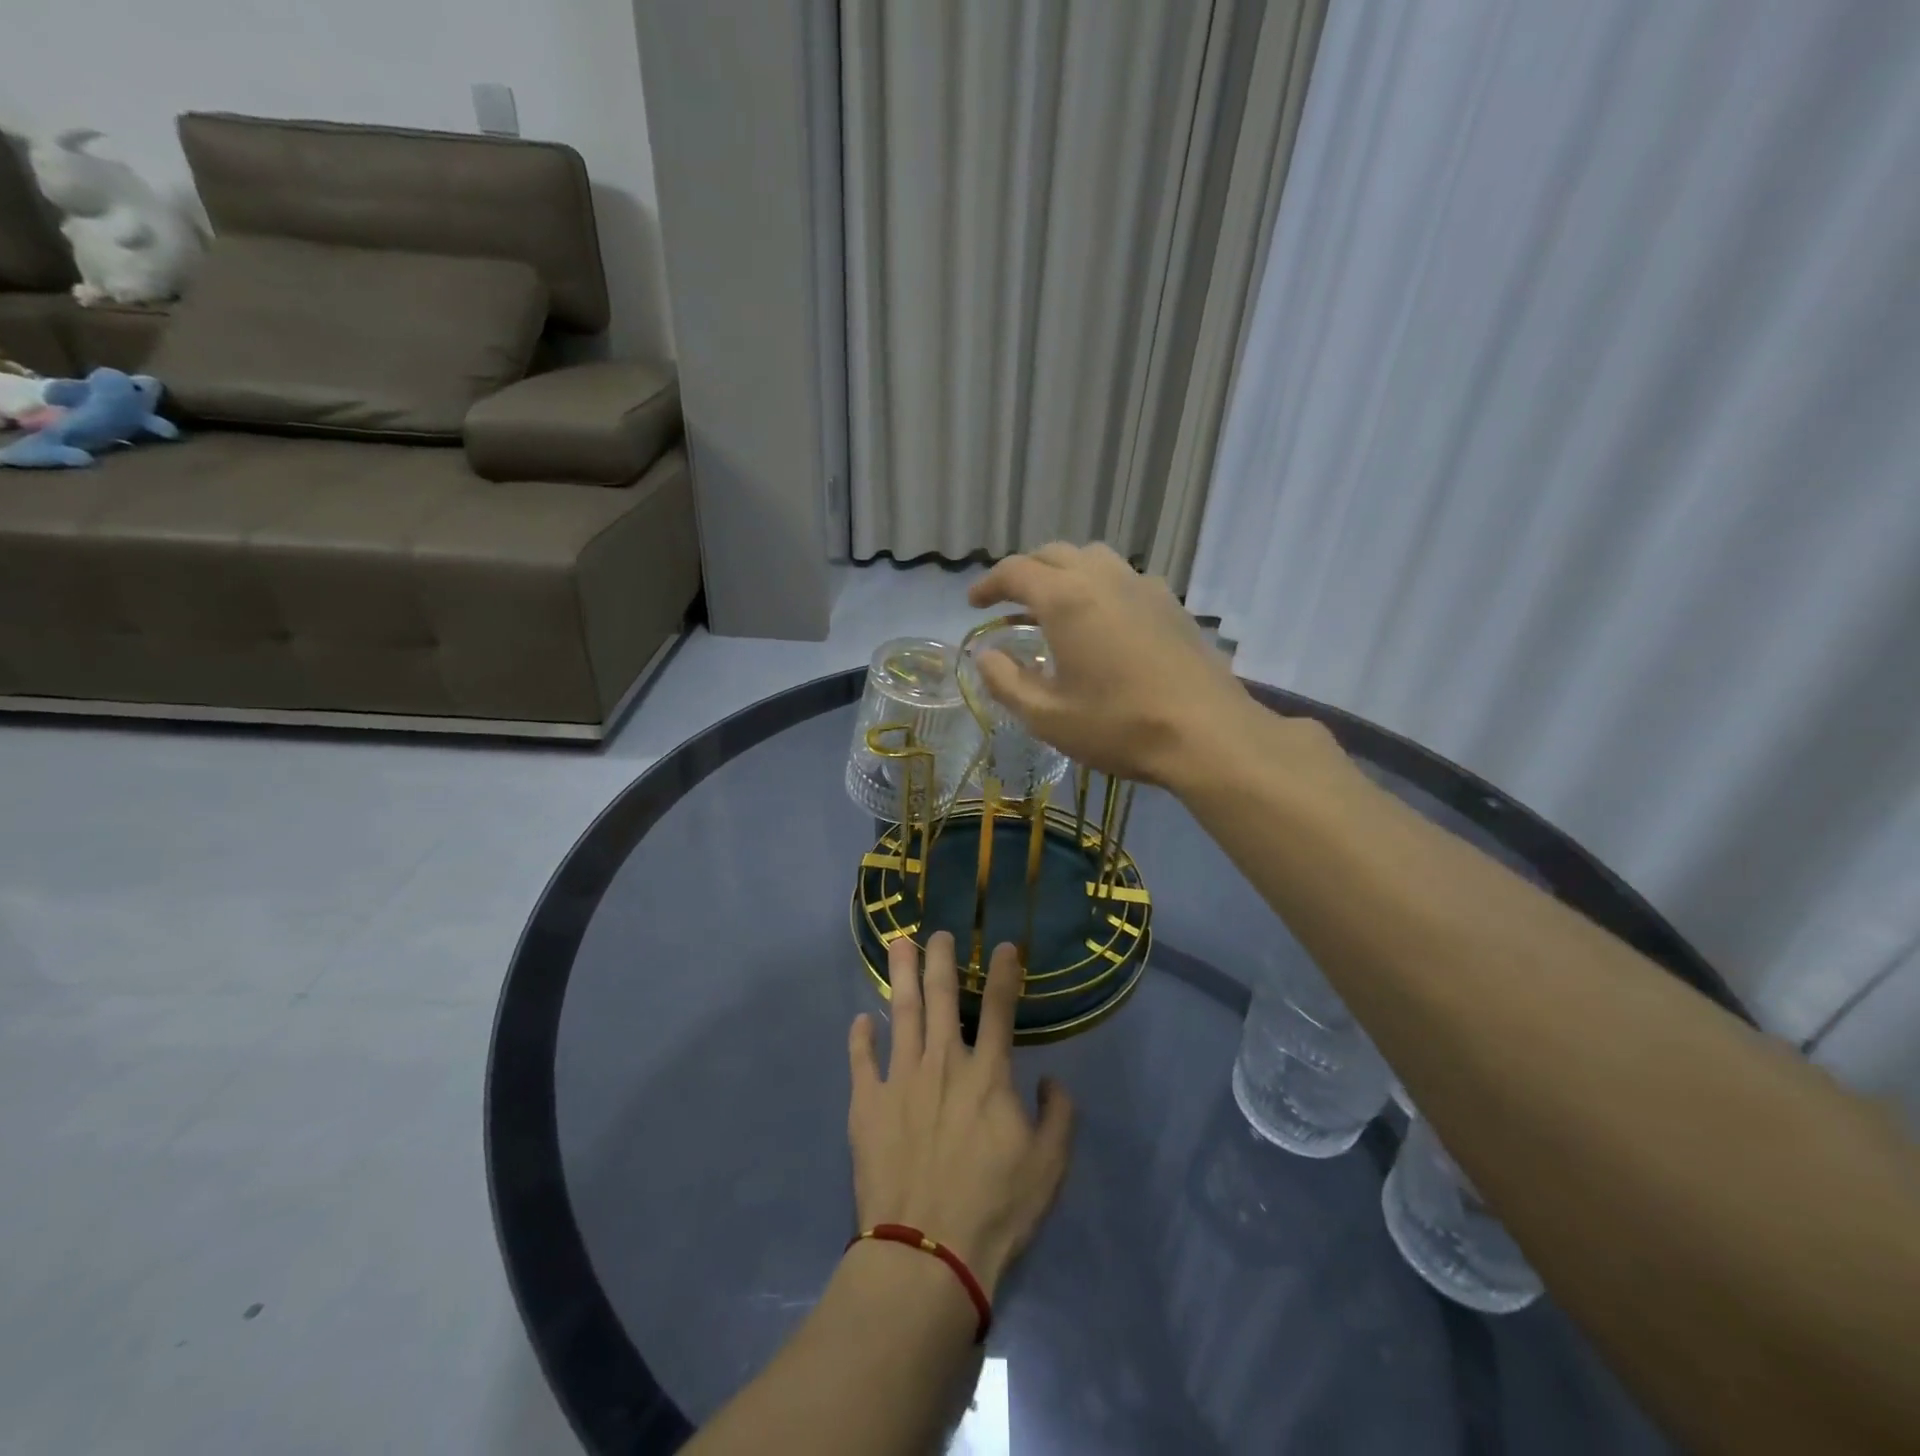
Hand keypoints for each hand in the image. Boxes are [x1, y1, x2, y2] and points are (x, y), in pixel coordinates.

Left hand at [847, 933, 1074, 1297]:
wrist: (928, 1251)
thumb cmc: (995, 1207)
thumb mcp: (1049, 1166)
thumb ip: (1059, 1116)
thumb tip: (1052, 1080)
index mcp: (987, 1074)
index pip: (1000, 1009)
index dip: (1004, 974)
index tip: (1005, 947)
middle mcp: (943, 1063)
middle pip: (942, 997)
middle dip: (942, 959)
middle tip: (937, 933)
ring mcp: (901, 1079)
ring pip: (901, 1013)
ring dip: (901, 976)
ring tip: (897, 945)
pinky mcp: (867, 1104)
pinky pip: (862, 1060)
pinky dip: (861, 1037)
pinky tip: (861, 1019)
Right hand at [967, 542, 1268, 786]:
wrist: (1207, 734)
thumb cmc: (1118, 726)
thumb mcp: (1047, 716)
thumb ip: (1006, 681)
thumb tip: (985, 655)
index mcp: (1067, 599)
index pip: (1016, 571)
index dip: (989, 584)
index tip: (974, 604)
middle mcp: (1104, 578)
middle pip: (1054, 554)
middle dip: (1025, 572)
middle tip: (1008, 601)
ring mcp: (1144, 586)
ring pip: (1093, 558)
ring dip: (1064, 572)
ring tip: (1054, 605)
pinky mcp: (1172, 604)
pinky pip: (1124, 578)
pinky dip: (1099, 586)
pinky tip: (1102, 622)